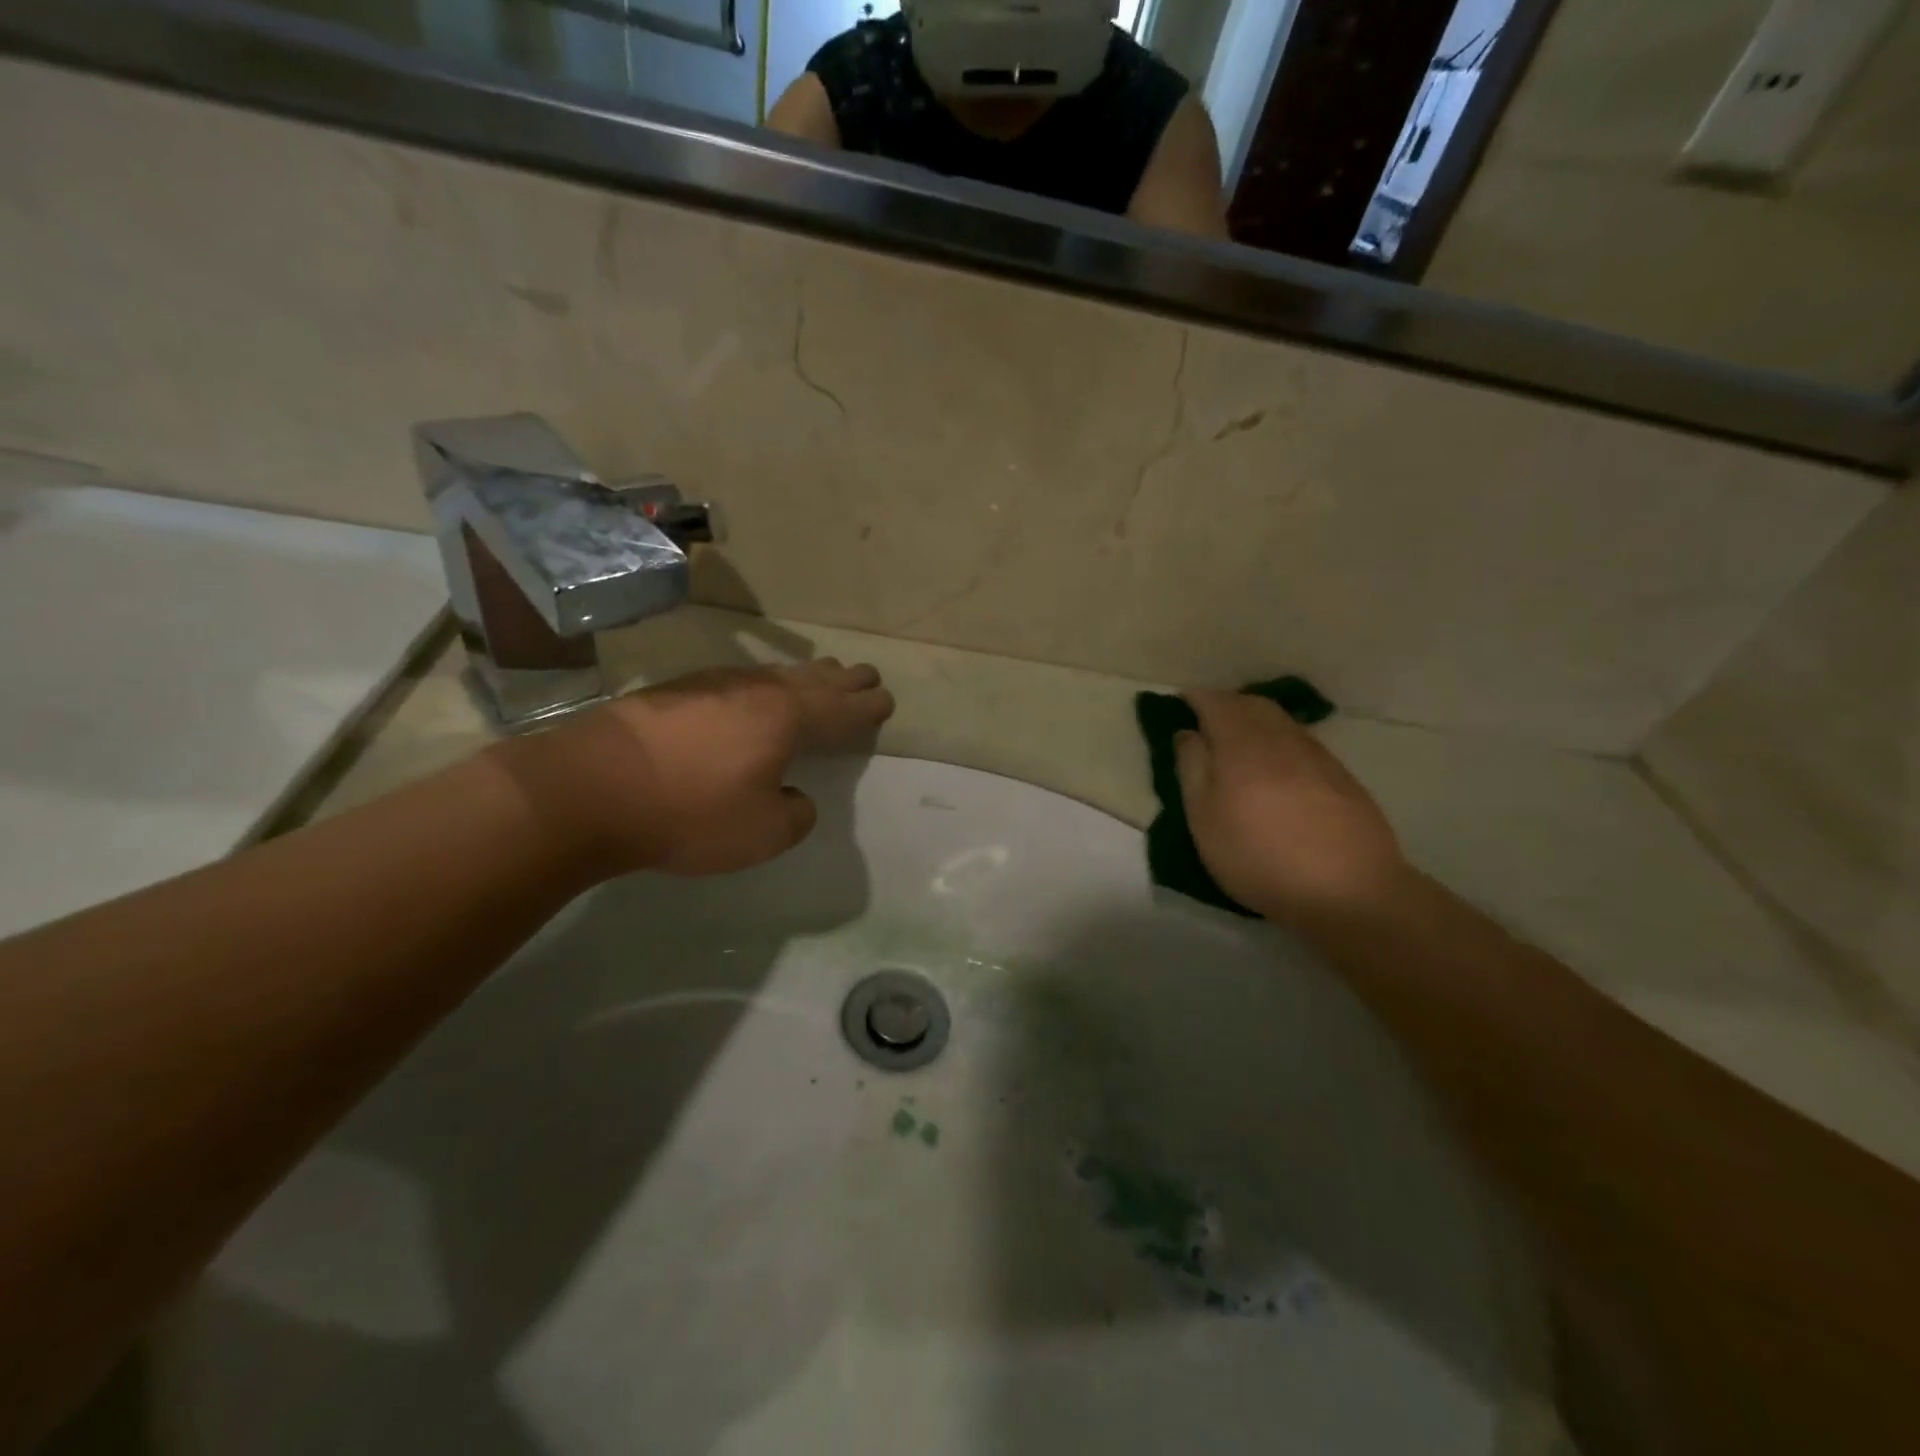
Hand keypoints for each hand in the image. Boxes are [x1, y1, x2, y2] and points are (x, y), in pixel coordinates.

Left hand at [498, 659, 893, 877]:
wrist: (589, 788)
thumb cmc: (689, 812)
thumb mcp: (762, 833)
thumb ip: (794, 815)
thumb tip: (794, 796)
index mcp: (786, 719)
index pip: (840, 709)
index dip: (866, 707)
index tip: (885, 699)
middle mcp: (755, 692)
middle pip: (811, 680)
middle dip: (842, 679)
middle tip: (865, 673)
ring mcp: (713, 686)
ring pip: (773, 676)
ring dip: (804, 675)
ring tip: (821, 672)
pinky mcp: (675, 693)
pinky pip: (739, 682)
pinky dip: (764, 684)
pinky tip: (756, 690)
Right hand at [1175, 690, 1409, 923]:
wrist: (1349, 891)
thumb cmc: (1259, 857)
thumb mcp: (1204, 819)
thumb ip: (1192, 769)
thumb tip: (1188, 733)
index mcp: (1242, 744)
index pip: (1215, 703)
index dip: (1195, 699)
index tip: (1179, 705)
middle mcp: (1281, 738)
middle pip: (1251, 704)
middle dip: (1226, 704)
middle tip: (1205, 720)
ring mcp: (1317, 755)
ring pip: (1280, 720)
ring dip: (1254, 719)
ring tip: (1238, 740)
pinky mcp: (1340, 776)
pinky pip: (1301, 741)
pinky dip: (1279, 739)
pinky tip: (1276, 765)